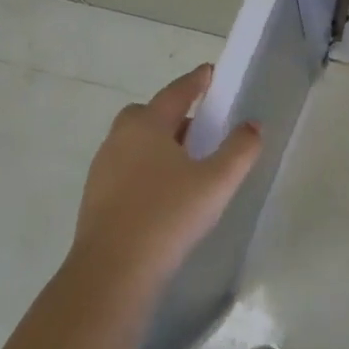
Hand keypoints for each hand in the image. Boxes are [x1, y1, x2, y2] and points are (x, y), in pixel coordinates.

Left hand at [69, 64, 261, 288]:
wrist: (111, 276)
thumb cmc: (167, 217)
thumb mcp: (216, 183)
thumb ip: (239, 150)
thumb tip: (253, 125)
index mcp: (147, 125)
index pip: (176, 92)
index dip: (196, 81)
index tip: (210, 72)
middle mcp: (120, 139)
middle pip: (149, 114)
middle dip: (174, 114)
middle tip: (201, 127)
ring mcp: (103, 170)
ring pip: (135, 143)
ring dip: (159, 144)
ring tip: (187, 164)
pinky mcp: (95, 200)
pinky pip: (126, 170)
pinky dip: (146, 170)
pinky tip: (164, 195)